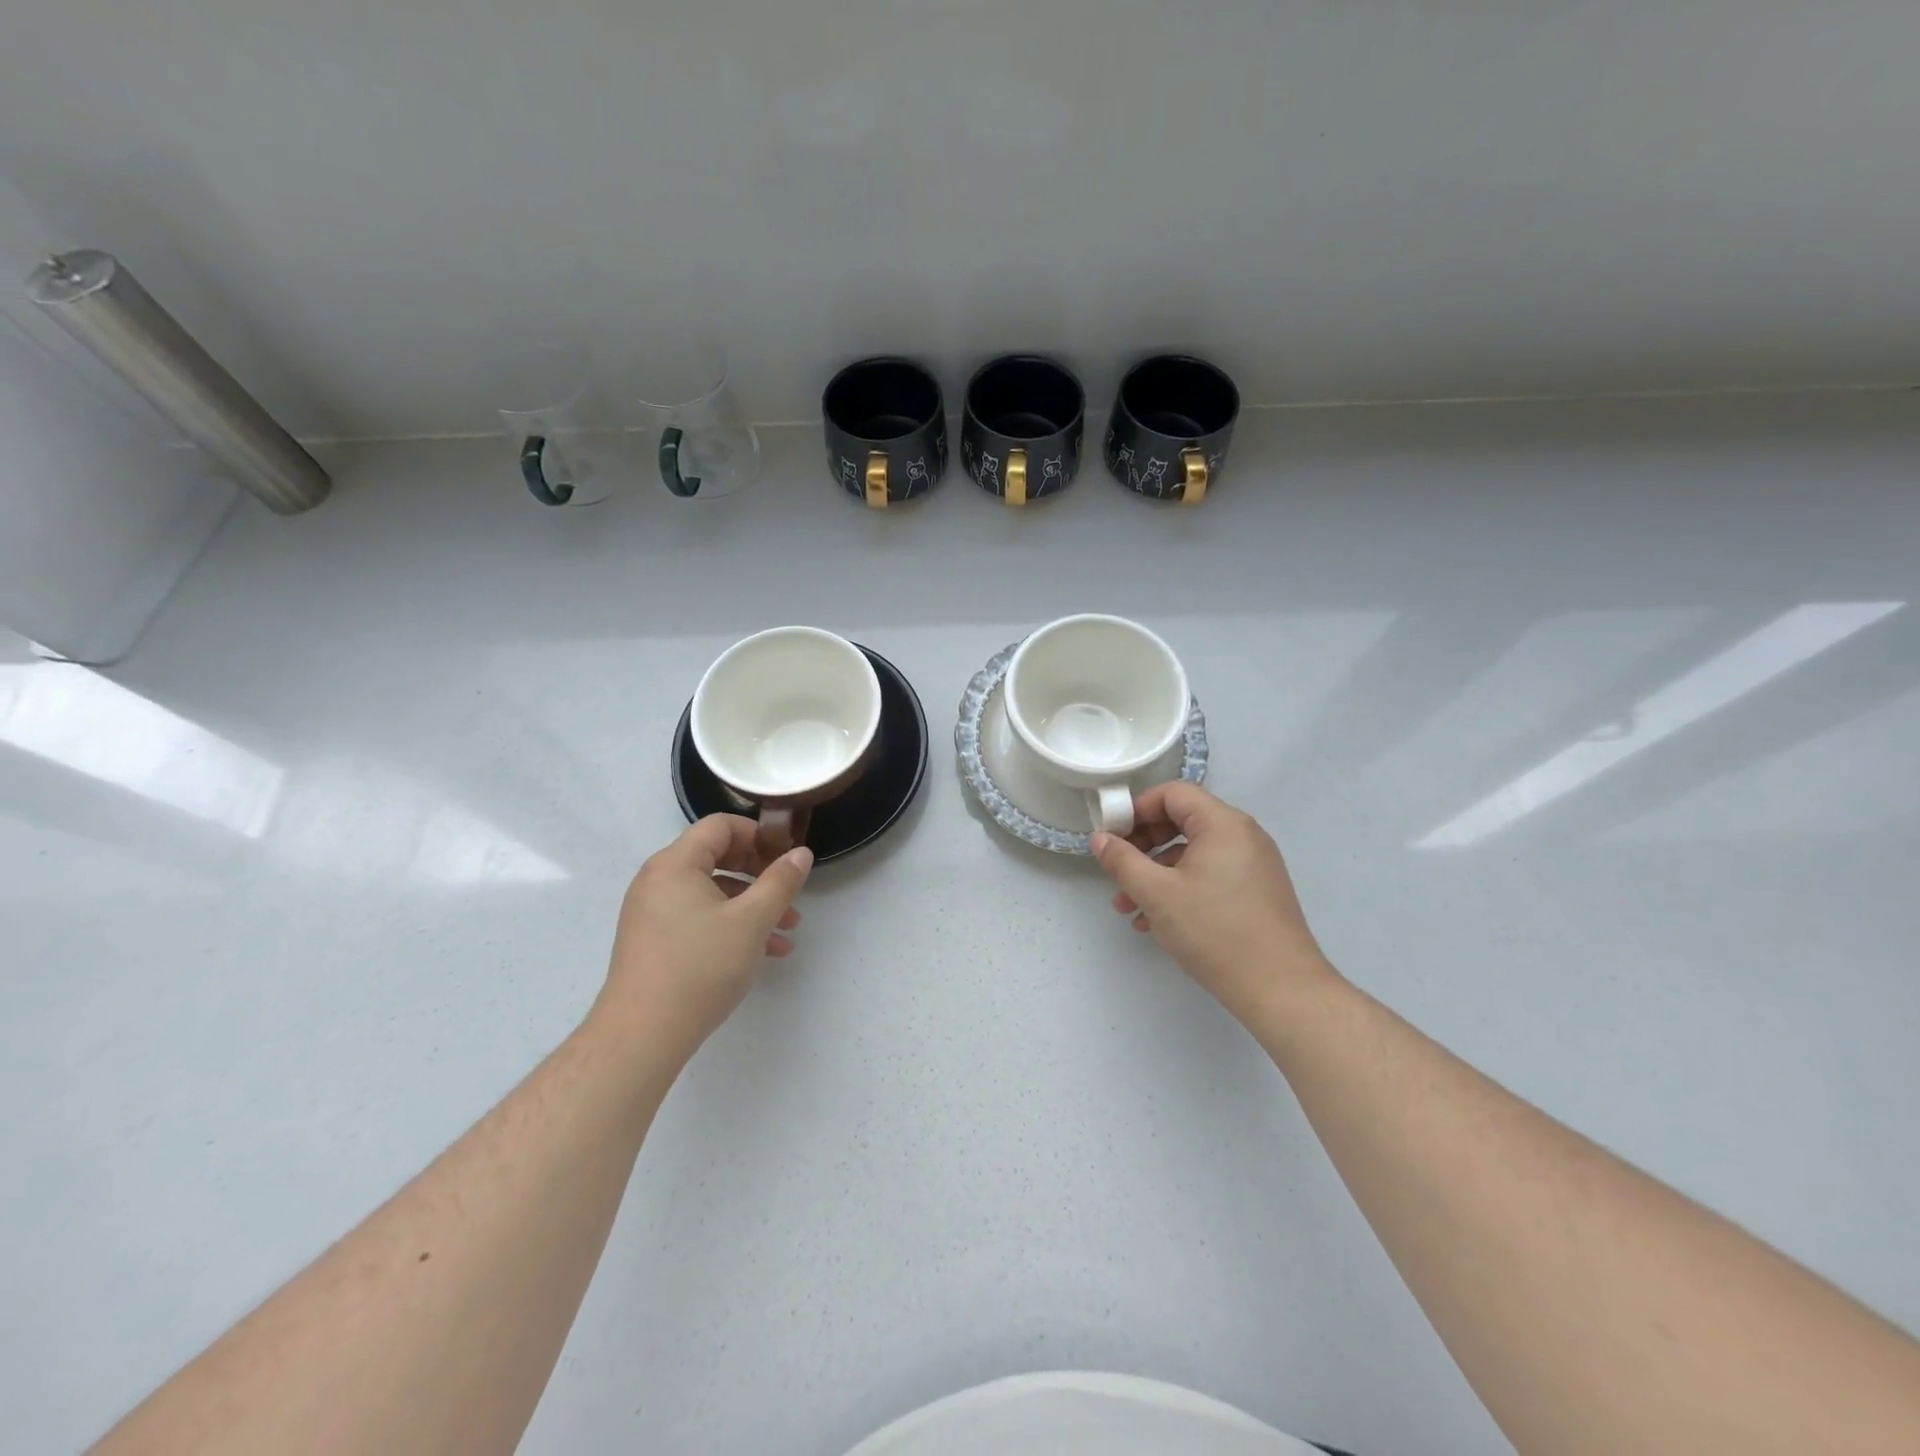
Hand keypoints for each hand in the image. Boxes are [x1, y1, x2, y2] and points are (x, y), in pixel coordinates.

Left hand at [595, 815, 812, 1051]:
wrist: (642, 1035)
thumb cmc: (700, 966)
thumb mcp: (752, 921)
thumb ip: (780, 882)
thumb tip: (801, 854)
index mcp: (675, 864)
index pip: (720, 826)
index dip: (758, 834)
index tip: (786, 856)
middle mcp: (658, 881)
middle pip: (716, 857)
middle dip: (759, 873)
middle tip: (788, 890)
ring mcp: (652, 913)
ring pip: (711, 893)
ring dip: (752, 905)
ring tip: (787, 929)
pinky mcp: (654, 942)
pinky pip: (698, 918)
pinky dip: (731, 925)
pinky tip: (764, 953)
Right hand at [1092, 783, 1335, 1025]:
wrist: (1281, 990)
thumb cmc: (1214, 932)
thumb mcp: (1156, 894)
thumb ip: (1122, 861)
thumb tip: (1099, 838)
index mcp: (1223, 824)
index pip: (1173, 793)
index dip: (1137, 809)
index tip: (1112, 836)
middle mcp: (1243, 835)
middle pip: (1182, 820)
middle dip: (1143, 844)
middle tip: (1118, 869)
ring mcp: (1253, 864)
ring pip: (1193, 853)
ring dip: (1156, 872)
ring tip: (1127, 907)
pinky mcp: (1256, 891)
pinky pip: (1210, 874)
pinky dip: (1180, 887)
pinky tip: (1155, 922)